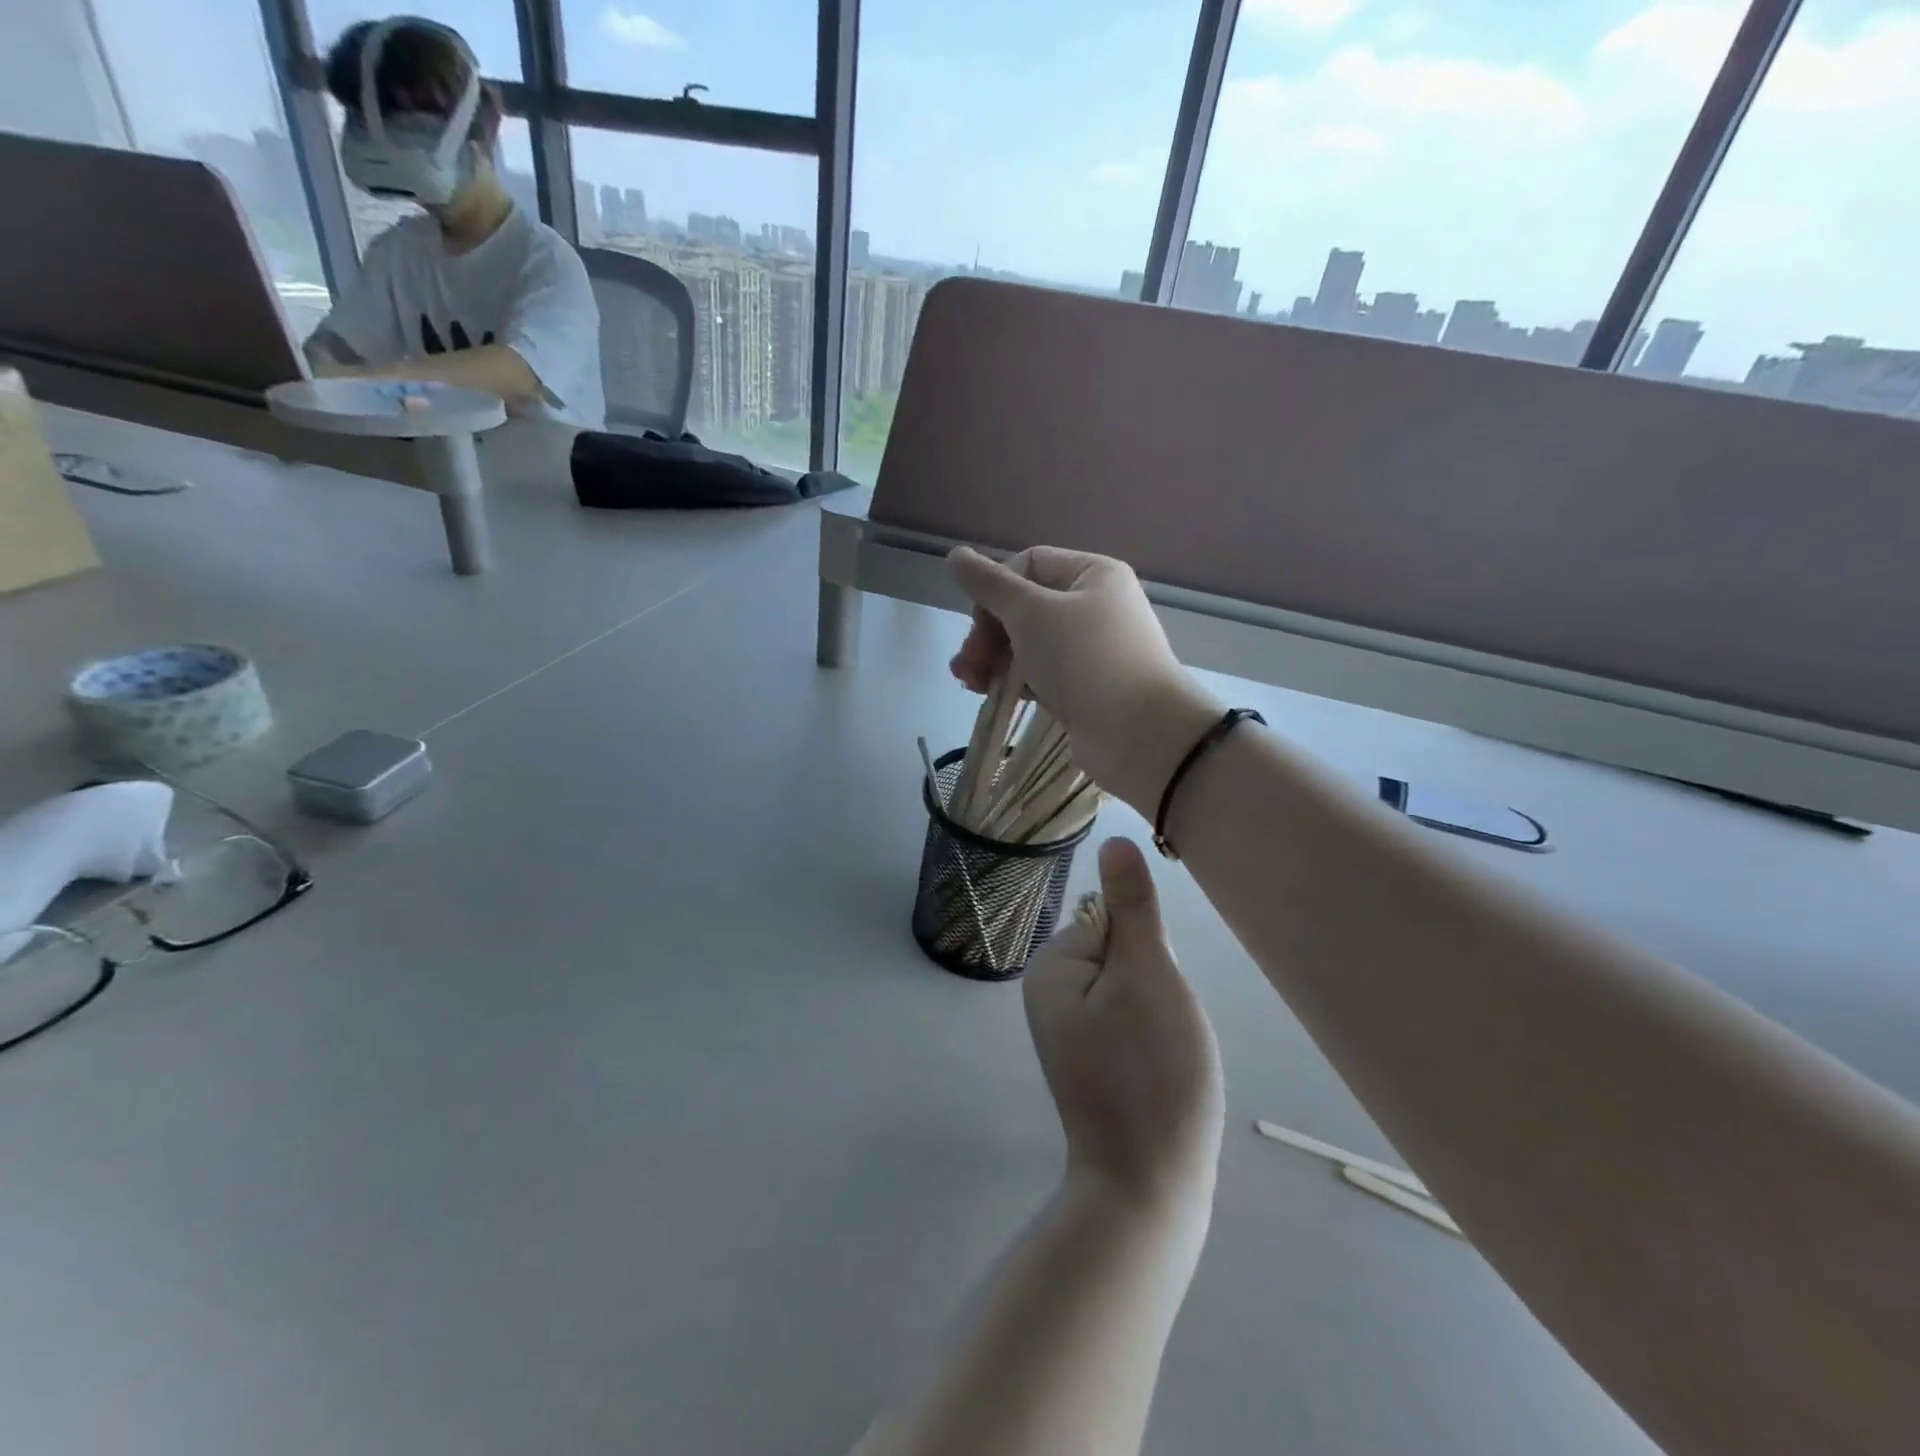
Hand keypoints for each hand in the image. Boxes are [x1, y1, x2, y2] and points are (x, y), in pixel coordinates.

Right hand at [948, 546, 1219, 812]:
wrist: (1141, 735)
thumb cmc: (1086, 660)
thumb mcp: (1031, 613)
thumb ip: (989, 585)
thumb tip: (954, 555)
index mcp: (1093, 574)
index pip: (1028, 565)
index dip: (995, 590)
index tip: (977, 624)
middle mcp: (1095, 606)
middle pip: (1024, 607)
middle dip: (988, 633)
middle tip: (967, 665)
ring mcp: (1091, 651)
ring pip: (1028, 643)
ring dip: (993, 659)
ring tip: (970, 683)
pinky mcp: (1085, 688)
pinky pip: (1040, 674)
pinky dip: (1015, 681)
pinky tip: (993, 695)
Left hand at [1024, 838, 1224, 1215]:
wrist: (1150, 1182)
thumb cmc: (1151, 1071)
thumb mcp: (1147, 975)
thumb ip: (1132, 905)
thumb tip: (1113, 839)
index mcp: (1051, 966)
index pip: (1112, 920)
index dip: (1147, 953)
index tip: (1152, 998)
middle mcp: (1049, 991)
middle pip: (1122, 950)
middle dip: (1153, 982)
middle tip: (1160, 1029)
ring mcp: (1069, 1027)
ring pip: (1133, 985)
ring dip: (1159, 1009)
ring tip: (1162, 1050)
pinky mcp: (1092, 1055)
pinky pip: (1130, 1018)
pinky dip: (1153, 1034)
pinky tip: (1159, 1066)